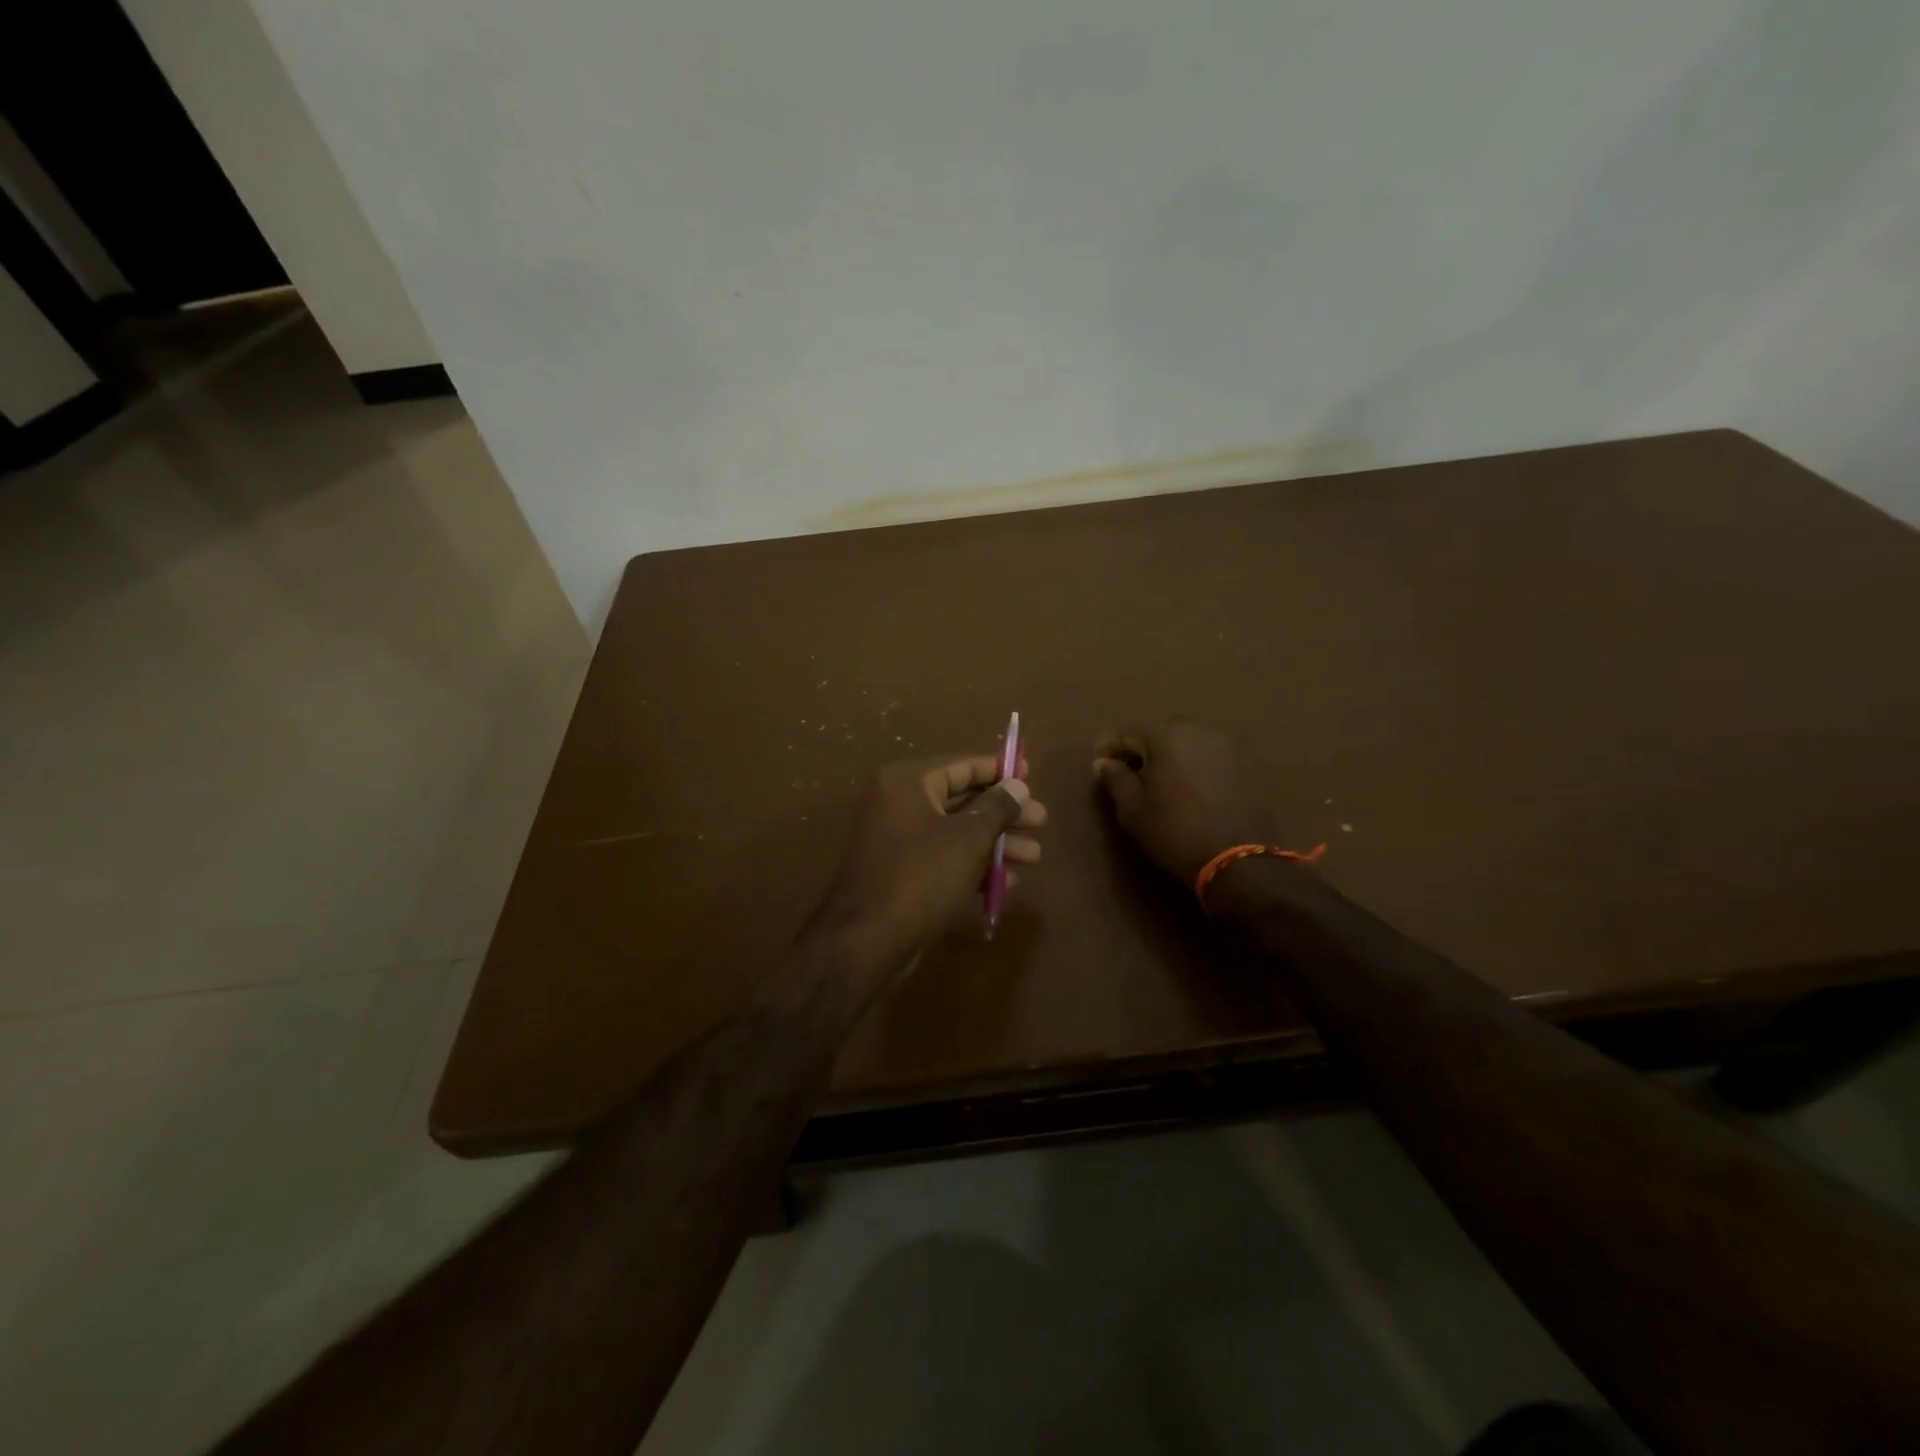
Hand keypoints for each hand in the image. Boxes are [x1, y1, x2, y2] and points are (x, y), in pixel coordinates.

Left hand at [821, 753, 1046, 963]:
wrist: (867, 940)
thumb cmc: (922, 876)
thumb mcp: (968, 838)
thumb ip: (997, 807)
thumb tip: (1018, 785)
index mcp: (908, 782)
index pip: (962, 765)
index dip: (1000, 770)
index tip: (1031, 775)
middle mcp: (899, 803)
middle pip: (963, 799)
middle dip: (1004, 813)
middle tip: (1041, 821)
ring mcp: (899, 839)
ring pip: (957, 832)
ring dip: (996, 843)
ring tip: (1035, 856)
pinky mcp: (902, 872)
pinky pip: (945, 858)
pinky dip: (974, 866)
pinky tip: (1009, 882)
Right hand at [1092, 721, 1277, 885]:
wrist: (1238, 858)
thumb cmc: (1174, 832)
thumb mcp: (1132, 810)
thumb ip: (1115, 779)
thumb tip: (1104, 762)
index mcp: (1165, 736)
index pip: (1127, 733)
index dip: (1108, 748)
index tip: (1099, 765)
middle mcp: (1198, 729)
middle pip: (1160, 733)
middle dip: (1143, 749)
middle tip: (1132, 773)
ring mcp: (1227, 744)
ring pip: (1188, 742)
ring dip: (1172, 755)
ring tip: (1164, 781)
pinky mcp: (1247, 763)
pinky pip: (1211, 756)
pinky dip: (1197, 765)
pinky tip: (1193, 788)